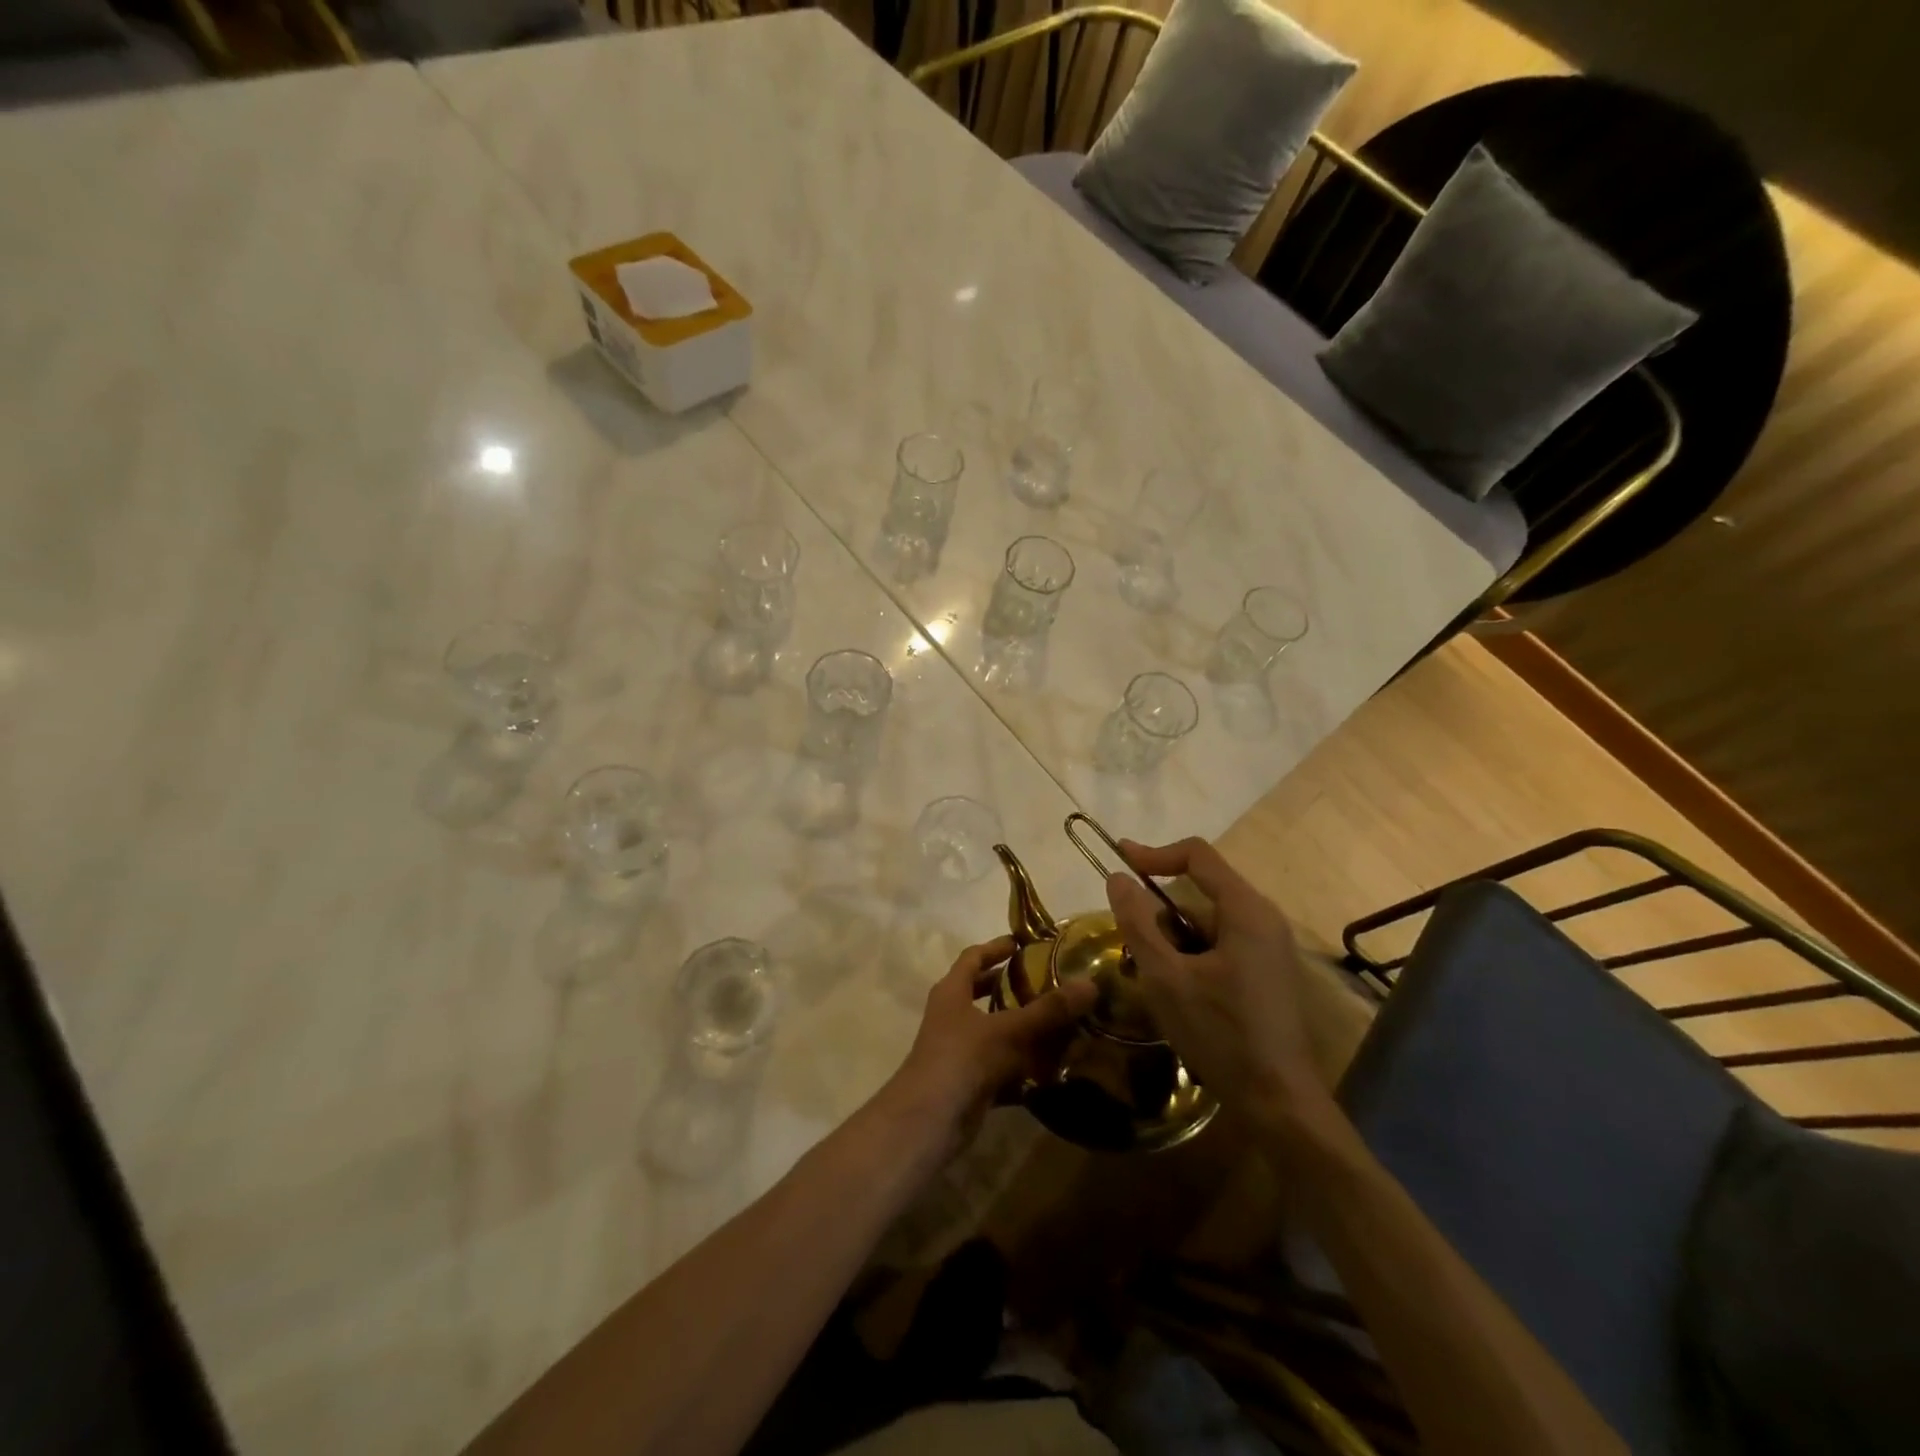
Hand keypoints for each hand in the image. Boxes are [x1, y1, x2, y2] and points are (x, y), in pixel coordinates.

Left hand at [880, 935, 1097, 1160]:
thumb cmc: (963, 1058)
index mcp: (952, 991)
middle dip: (1010, 987)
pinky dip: (1023, 1067)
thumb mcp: (1009, 1029)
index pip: (973, 957)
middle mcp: (952, 1017)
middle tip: (1046, 981)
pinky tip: (1052, 1069)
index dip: (996, 948)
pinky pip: (1001, 1067)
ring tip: (1058, 1023)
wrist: (929, 1121)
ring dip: (1022, 1029)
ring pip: (994, 1032)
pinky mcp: (969, 1083)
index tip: (1022, 943)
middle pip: (981, 993)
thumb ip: (1049, 1010)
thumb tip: (1090, 984)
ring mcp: (958, 1052)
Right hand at [1103, 838, 1329, 1128]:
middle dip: (1160, 910)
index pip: (1197, 855)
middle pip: (1201, 891)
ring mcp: (1270, 947)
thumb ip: (1138, 923)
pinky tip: (1178, 992)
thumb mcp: (1166, 978)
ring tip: (1151, 976)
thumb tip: (1118, 878)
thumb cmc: (1221, 1034)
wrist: (1279, 1103)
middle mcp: (1264, 919)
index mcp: (1246, 911)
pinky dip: (1192, 955)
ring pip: (1208, 922)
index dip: (1154, 853)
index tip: (1118, 860)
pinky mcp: (1267, 972)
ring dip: (1174, 938)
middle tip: (1131, 943)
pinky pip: (1221, 944)